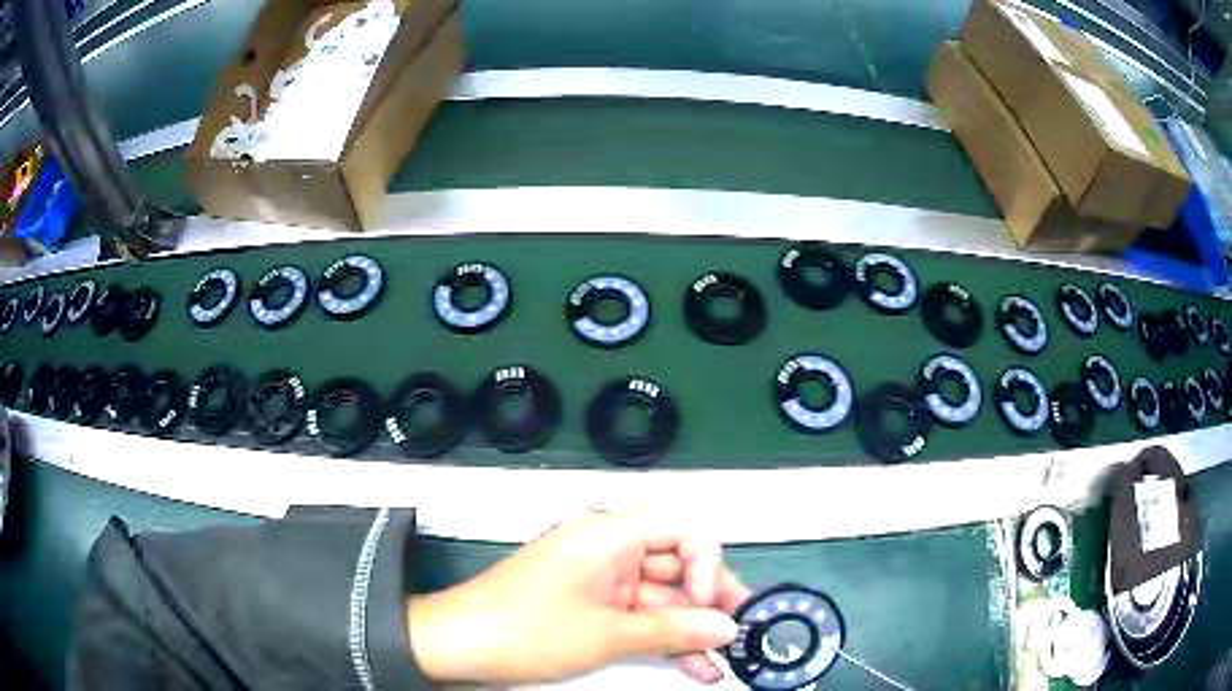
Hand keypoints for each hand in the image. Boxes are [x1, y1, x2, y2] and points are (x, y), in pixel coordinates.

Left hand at [407, 508, 750, 684]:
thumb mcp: (608, 634)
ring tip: (723, 661)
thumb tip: (727, 628)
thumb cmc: (529, 630)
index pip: (682, 528)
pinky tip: (693, 665)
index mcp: (610, 534)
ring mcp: (600, 578)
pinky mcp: (590, 604)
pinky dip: (662, 638)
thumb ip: (674, 631)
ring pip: (660, 597)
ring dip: (689, 629)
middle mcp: (609, 547)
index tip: (713, 602)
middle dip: (709, 603)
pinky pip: (637, 614)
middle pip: (676, 566)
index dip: (707, 563)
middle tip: (739, 635)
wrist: (458, 643)